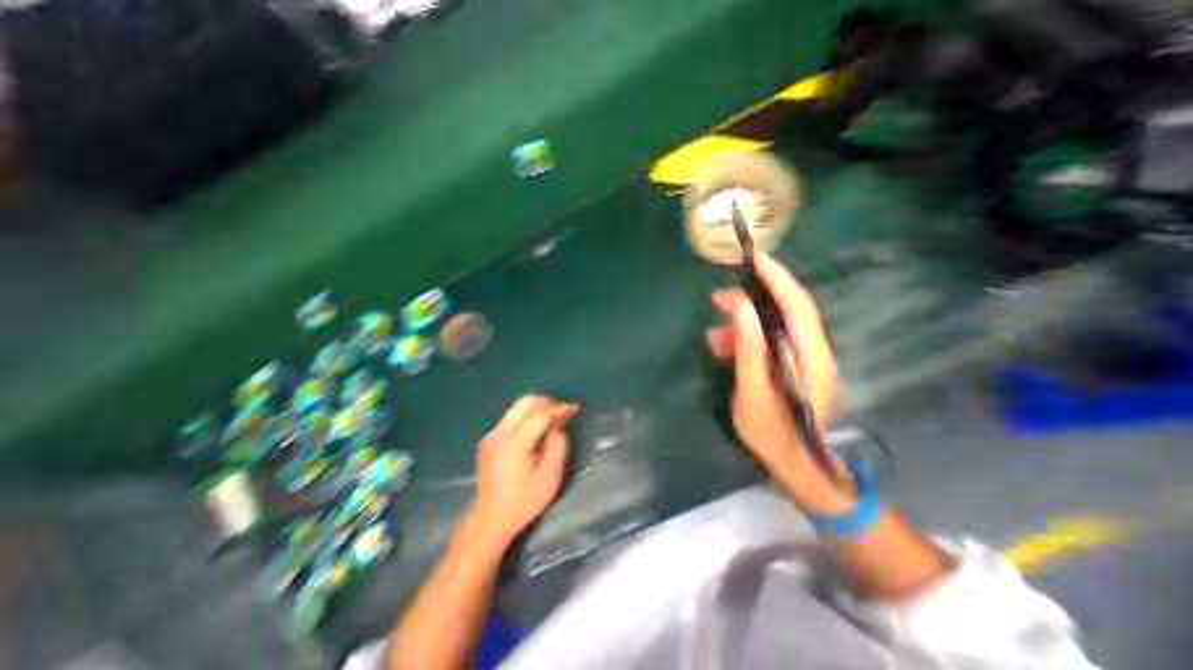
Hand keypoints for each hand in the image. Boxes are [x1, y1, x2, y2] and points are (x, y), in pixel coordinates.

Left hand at [465, 396, 577, 540]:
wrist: (489, 519)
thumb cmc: (523, 501)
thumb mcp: (550, 477)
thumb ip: (557, 446)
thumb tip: (556, 427)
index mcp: (515, 442)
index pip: (540, 413)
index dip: (559, 407)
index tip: (574, 408)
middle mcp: (500, 432)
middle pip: (525, 402)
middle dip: (546, 402)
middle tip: (561, 412)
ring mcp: (491, 435)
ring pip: (517, 408)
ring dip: (536, 409)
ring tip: (551, 422)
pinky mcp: (488, 439)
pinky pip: (511, 418)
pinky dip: (526, 418)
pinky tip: (535, 433)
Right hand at [707, 255, 848, 509]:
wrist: (799, 468)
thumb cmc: (776, 435)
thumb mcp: (753, 391)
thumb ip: (749, 348)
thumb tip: (741, 307)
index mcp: (809, 355)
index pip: (796, 304)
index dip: (777, 277)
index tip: (754, 258)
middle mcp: (813, 350)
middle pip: (785, 310)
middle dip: (752, 299)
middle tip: (718, 298)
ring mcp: (804, 359)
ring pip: (773, 327)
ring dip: (744, 324)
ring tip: (713, 331)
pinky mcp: (793, 367)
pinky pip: (769, 343)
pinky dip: (747, 341)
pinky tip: (723, 348)